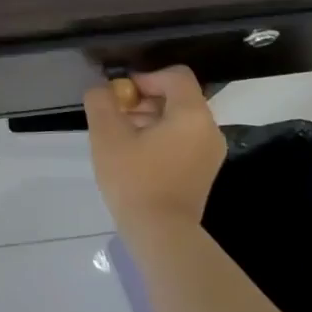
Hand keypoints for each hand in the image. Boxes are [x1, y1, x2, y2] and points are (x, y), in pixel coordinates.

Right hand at [83, 66, 226, 228]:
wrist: (162, 235)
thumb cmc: (135, 180)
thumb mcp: (107, 135)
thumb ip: (101, 101)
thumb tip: (103, 90)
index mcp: (192, 114)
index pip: (175, 75)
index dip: (145, 77)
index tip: (121, 97)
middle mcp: (209, 128)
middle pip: (177, 96)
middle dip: (144, 100)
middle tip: (117, 118)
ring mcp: (210, 152)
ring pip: (179, 119)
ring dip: (150, 119)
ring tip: (122, 139)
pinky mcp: (204, 171)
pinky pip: (183, 139)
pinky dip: (161, 137)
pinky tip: (136, 156)